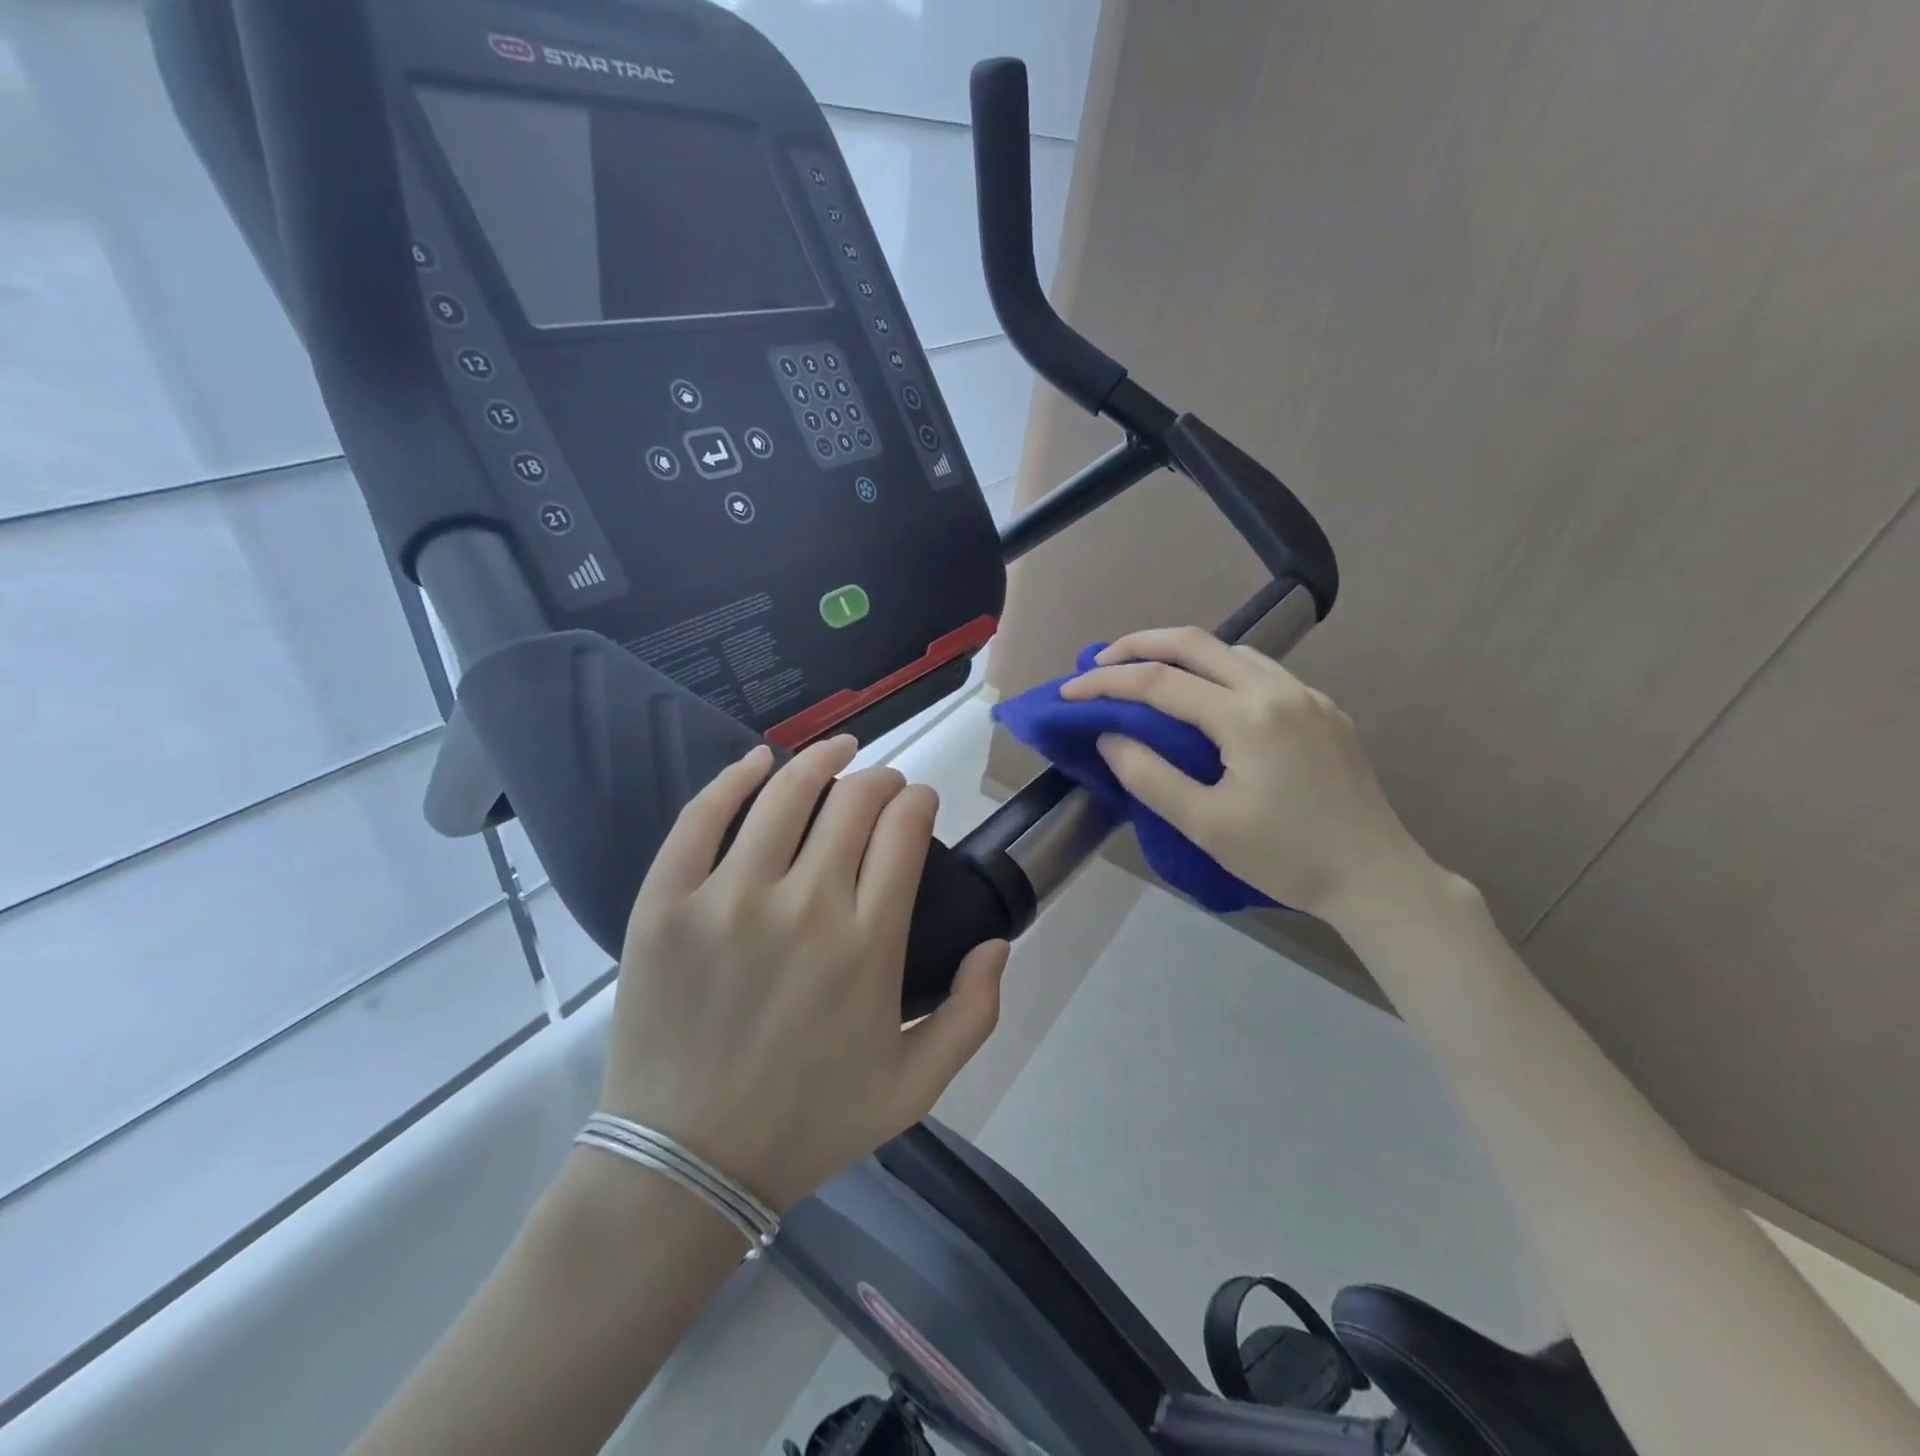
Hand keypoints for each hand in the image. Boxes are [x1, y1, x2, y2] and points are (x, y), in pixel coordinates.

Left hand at [597, 737, 1008, 1212]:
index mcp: (867, 943)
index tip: (917, 802)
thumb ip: (973, 1014)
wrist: (686, 1165)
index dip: (917, 801)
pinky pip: (701, 817)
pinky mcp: (666, 903)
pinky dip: (734, 777)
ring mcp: (728, 900)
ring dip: (821, 758)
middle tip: (882, 783)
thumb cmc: (808, 1124)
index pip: (903, 831)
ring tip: (837, 748)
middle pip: (853, 802)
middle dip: (880, 778)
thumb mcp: (915, 1088)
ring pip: (785, 793)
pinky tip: (757, 758)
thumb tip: (998, 943)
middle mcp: (804, 906)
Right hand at [1061, 627, 1436, 926]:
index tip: (1068, 694)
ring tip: (1145, 673)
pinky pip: (1260, 669)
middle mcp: (1277, 689)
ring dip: (1180, 653)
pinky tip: (1209, 695)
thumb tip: (1109, 736)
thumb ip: (1150, 776)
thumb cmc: (1287, 857)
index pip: (1158, 682)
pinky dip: (1219, 669)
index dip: (1105, 684)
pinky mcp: (1323, 709)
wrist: (1377, 877)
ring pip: (1231, 649)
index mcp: (1246, 716)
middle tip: (1099, 663)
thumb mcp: (1206, 825)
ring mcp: (1306, 695)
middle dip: (1138, 644)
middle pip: (1194, 642)